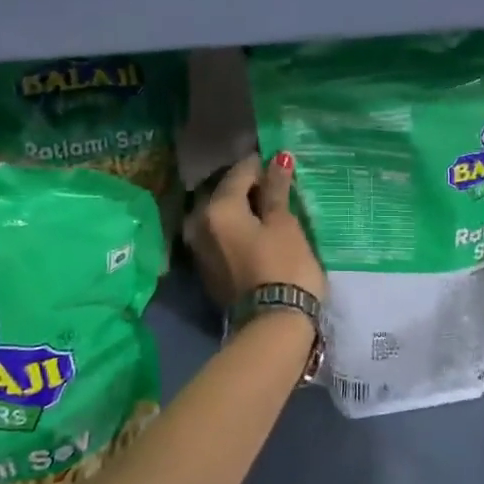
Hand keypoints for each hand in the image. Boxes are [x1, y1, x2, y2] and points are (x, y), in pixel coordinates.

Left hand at [187, 153, 326, 308]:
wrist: (273, 325)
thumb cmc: (284, 266)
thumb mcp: (284, 223)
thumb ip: (276, 190)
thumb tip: (277, 159)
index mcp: (217, 207)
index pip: (240, 172)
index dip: (262, 164)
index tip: (281, 163)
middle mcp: (198, 222)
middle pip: (224, 192)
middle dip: (248, 185)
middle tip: (276, 185)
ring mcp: (199, 247)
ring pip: (220, 214)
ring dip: (241, 207)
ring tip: (269, 208)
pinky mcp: (207, 268)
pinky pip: (220, 235)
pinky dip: (236, 228)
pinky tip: (257, 230)